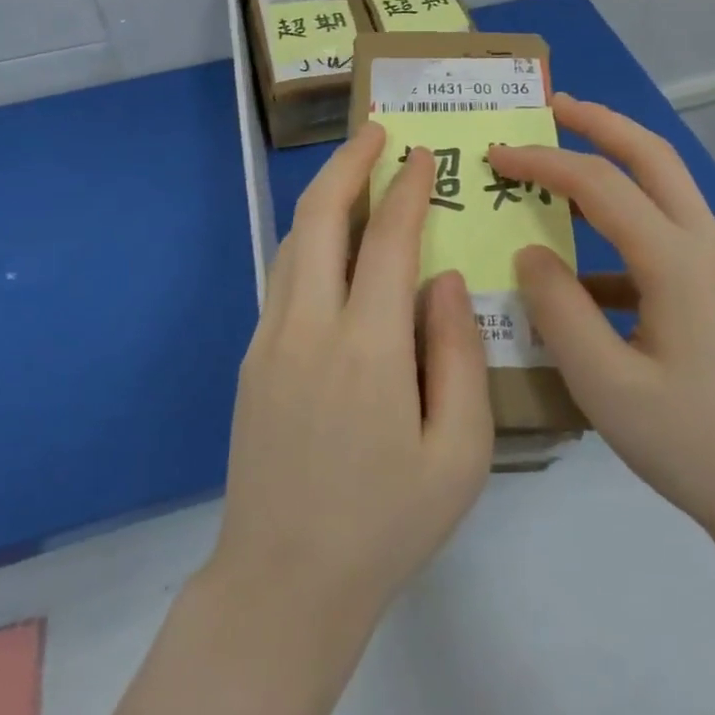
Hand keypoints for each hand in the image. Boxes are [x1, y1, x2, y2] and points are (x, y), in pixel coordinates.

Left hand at [205, 124, 493, 631]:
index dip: (406, 189)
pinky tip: (332, 244)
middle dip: (348, 163)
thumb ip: (458, 355)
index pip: (387, 239)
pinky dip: (309, 239)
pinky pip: (283, 275)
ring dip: (325, 197)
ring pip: (294, 240)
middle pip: (321, 216)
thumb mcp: (460, 453)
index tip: (422, 156)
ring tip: (355, 174)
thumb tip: (446, 279)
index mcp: (367, 347)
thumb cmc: (387, 523)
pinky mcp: (254, 357)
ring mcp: (271, 337)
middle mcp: (309, 325)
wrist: (283, 583)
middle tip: (376, 132)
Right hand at [487, 97, 714, 549]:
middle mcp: (706, 245)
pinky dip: (622, 231)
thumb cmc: (695, 445)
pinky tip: (585, 273)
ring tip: (563, 163)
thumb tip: (530, 252)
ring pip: (666, 189)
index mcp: (677, 260)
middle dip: (600, 122)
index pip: (599, 183)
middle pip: (653, 155)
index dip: (543, 160)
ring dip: (616, 164)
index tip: (495, 153)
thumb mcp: (606, 384)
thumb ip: (558, 309)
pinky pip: (666, 237)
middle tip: (551, 106)